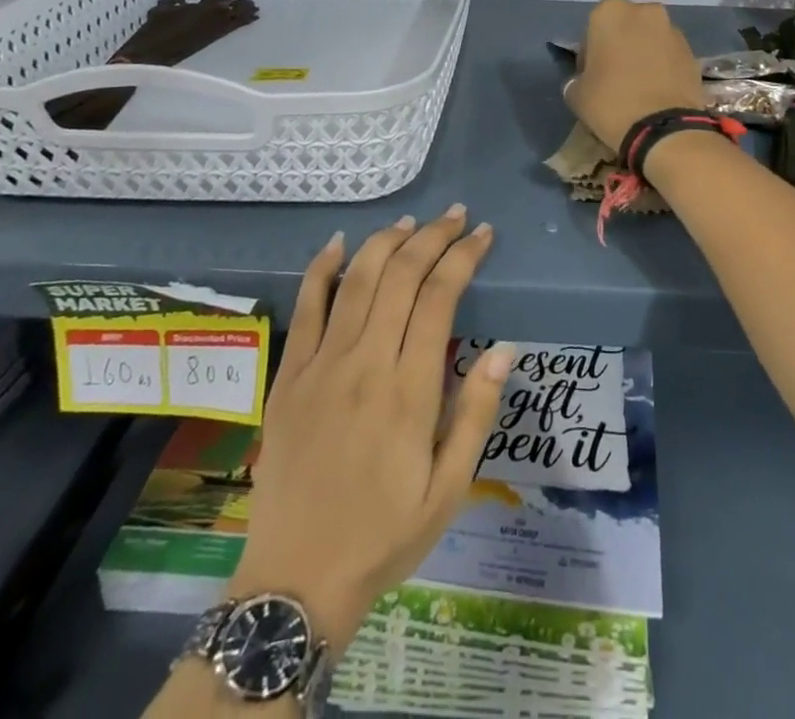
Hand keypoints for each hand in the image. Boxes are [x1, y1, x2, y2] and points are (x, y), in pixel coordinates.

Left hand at [228, 207, 513, 654]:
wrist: (296, 579)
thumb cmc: (384, 535)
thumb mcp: (448, 490)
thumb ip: (475, 414)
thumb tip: (505, 349)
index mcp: (409, 389)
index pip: (440, 297)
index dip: (464, 256)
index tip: (483, 234)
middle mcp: (366, 362)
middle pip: (401, 275)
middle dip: (432, 236)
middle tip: (456, 215)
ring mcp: (321, 364)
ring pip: (356, 279)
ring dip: (386, 241)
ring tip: (411, 221)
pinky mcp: (289, 375)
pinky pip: (305, 307)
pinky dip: (321, 269)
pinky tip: (338, 243)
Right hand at [564, 0, 704, 150]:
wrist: (664, 128)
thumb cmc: (611, 102)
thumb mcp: (576, 93)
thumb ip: (577, 78)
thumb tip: (584, 81)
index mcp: (610, 12)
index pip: (592, 29)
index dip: (589, 54)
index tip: (591, 76)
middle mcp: (644, 11)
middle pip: (625, 28)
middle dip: (620, 47)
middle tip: (614, 78)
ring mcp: (673, 30)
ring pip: (649, 40)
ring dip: (643, 55)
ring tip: (638, 87)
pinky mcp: (693, 52)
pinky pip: (669, 55)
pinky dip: (662, 67)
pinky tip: (656, 92)